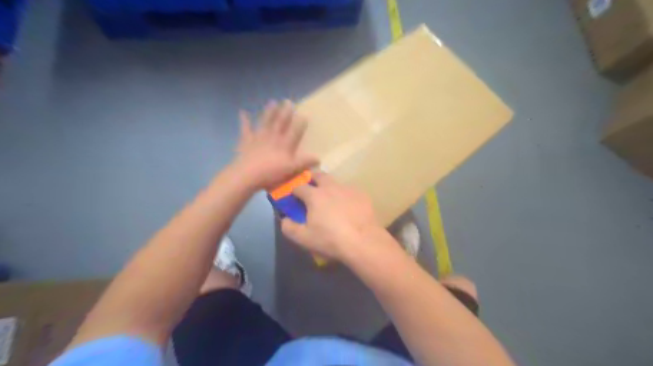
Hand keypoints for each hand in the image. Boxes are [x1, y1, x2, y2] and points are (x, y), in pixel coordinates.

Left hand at [233, 100, 317, 190]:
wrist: (247, 175)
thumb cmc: (271, 173)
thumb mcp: (292, 169)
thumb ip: (305, 162)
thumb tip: (319, 158)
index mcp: (284, 144)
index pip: (294, 131)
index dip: (300, 123)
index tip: (304, 114)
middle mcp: (273, 137)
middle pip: (280, 122)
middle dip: (285, 112)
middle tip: (288, 101)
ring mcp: (259, 137)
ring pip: (265, 122)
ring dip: (269, 112)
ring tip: (272, 102)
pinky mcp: (246, 141)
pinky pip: (245, 128)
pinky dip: (244, 120)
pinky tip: (243, 112)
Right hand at [279, 173, 383, 261]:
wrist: (363, 242)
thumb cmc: (330, 240)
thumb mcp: (304, 238)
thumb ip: (289, 227)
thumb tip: (285, 219)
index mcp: (314, 195)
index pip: (299, 186)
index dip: (294, 191)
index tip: (293, 197)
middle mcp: (331, 187)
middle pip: (319, 175)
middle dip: (312, 179)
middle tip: (311, 189)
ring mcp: (348, 189)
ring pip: (335, 182)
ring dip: (329, 187)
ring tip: (331, 201)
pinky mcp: (362, 195)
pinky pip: (349, 191)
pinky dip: (344, 196)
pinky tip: (348, 208)